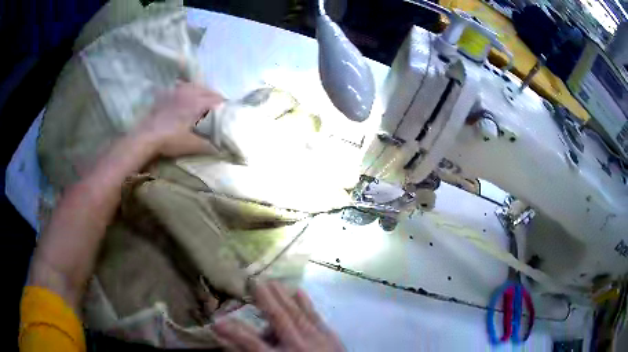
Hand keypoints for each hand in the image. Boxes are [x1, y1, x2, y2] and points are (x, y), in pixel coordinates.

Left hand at [135, 82, 223, 156]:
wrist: (145, 137)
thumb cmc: (169, 140)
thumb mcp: (191, 145)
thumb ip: (207, 146)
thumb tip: (221, 150)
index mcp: (197, 103)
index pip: (217, 100)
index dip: (224, 106)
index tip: (228, 112)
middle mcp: (189, 93)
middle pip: (207, 90)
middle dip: (215, 98)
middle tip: (218, 108)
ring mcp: (176, 92)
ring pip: (195, 86)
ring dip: (202, 91)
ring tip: (203, 100)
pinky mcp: (166, 94)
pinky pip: (181, 86)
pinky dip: (187, 88)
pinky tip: (185, 94)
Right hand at [213, 281, 343, 351]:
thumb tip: (230, 344)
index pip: (251, 343)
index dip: (232, 331)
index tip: (215, 320)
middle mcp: (297, 346)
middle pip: (278, 318)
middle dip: (264, 299)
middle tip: (252, 279)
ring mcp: (316, 339)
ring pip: (296, 313)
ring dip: (282, 296)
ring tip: (271, 281)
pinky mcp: (331, 337)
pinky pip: (316, 316)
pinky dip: (306, 303)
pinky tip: (299, 291)